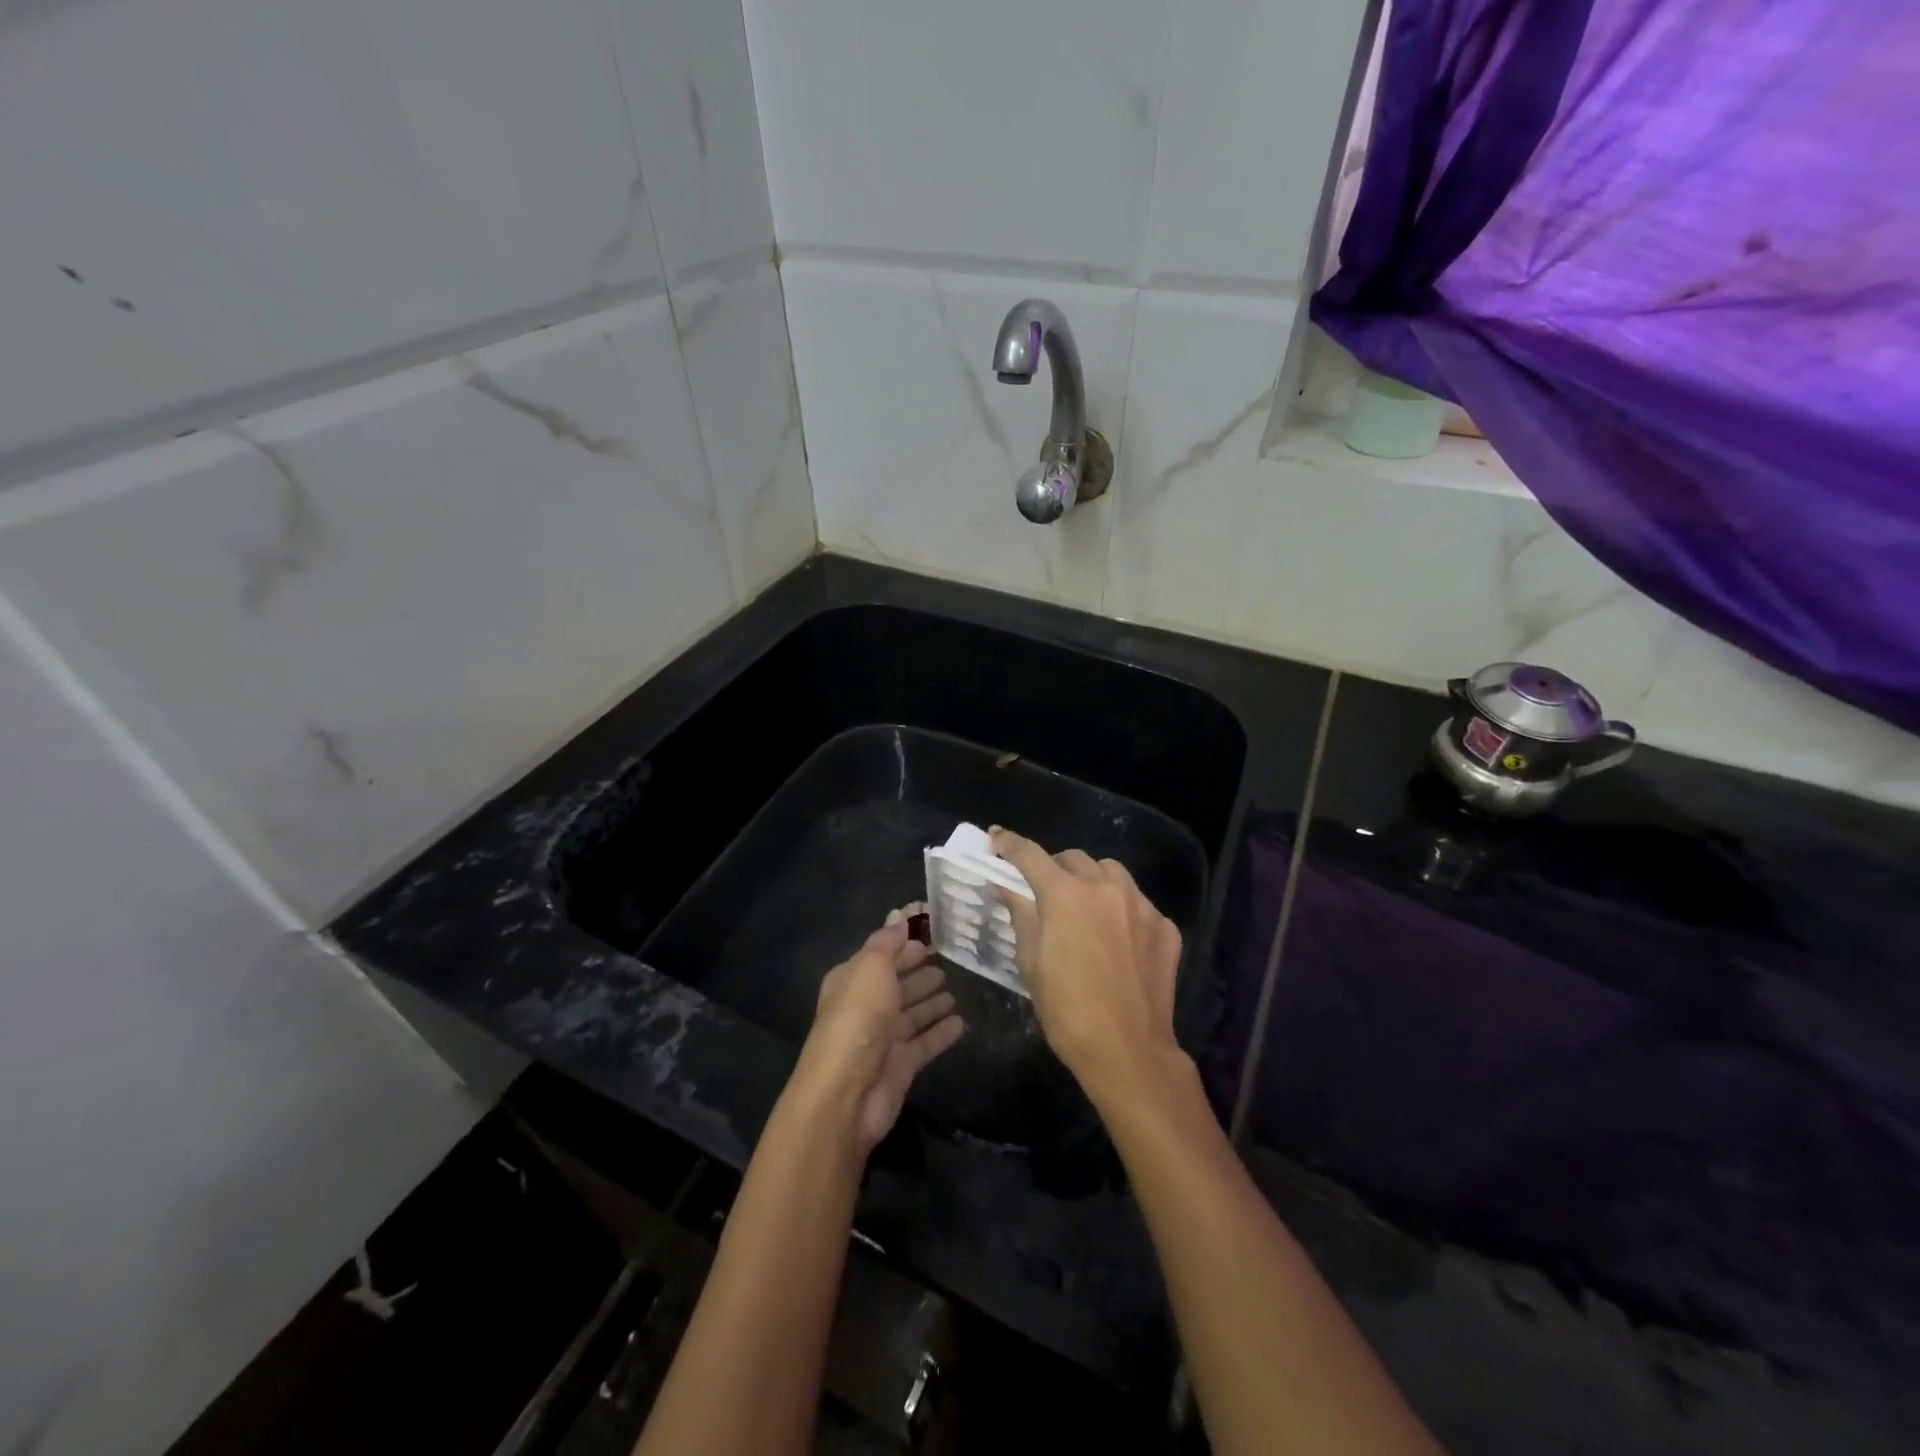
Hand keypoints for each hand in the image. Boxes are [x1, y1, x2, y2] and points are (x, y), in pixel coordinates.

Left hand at [794, 906, 964, 1152]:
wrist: (847, 1092)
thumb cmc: (858, 1017)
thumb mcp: (871, 967)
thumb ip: (888, 941)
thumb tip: (901, 913)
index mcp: (853, 979)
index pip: (882, 952)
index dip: (905, 940)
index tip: (934, 928)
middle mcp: (866, 1006)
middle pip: (896, 983)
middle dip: (918, 970)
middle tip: (947, 958)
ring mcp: (884, 1038)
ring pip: (911, 1013)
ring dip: (930, 1001)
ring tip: (955, 988)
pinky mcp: (901, 1066)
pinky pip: (925, 1042)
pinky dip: (941, 1032)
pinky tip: (961, 1022)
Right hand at [989, 828, 1185, 1104]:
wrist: (1127, 1050)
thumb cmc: (1066, 1009)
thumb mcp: (1031, 962)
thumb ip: (1021, 914)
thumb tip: (1007, 886)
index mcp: (1065, 894)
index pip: (1030, 855)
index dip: (1009, 844)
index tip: (996, 838)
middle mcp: (1105, 888)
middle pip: (1073, 858)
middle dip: (1054, 867)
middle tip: (1044, 890)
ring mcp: (1141, 905)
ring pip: (1111, 872)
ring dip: (1091, 880)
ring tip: (1084, 907)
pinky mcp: (1165, 926)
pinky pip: (1137, 902)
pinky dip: (1121, 909)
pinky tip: (1116, 938)